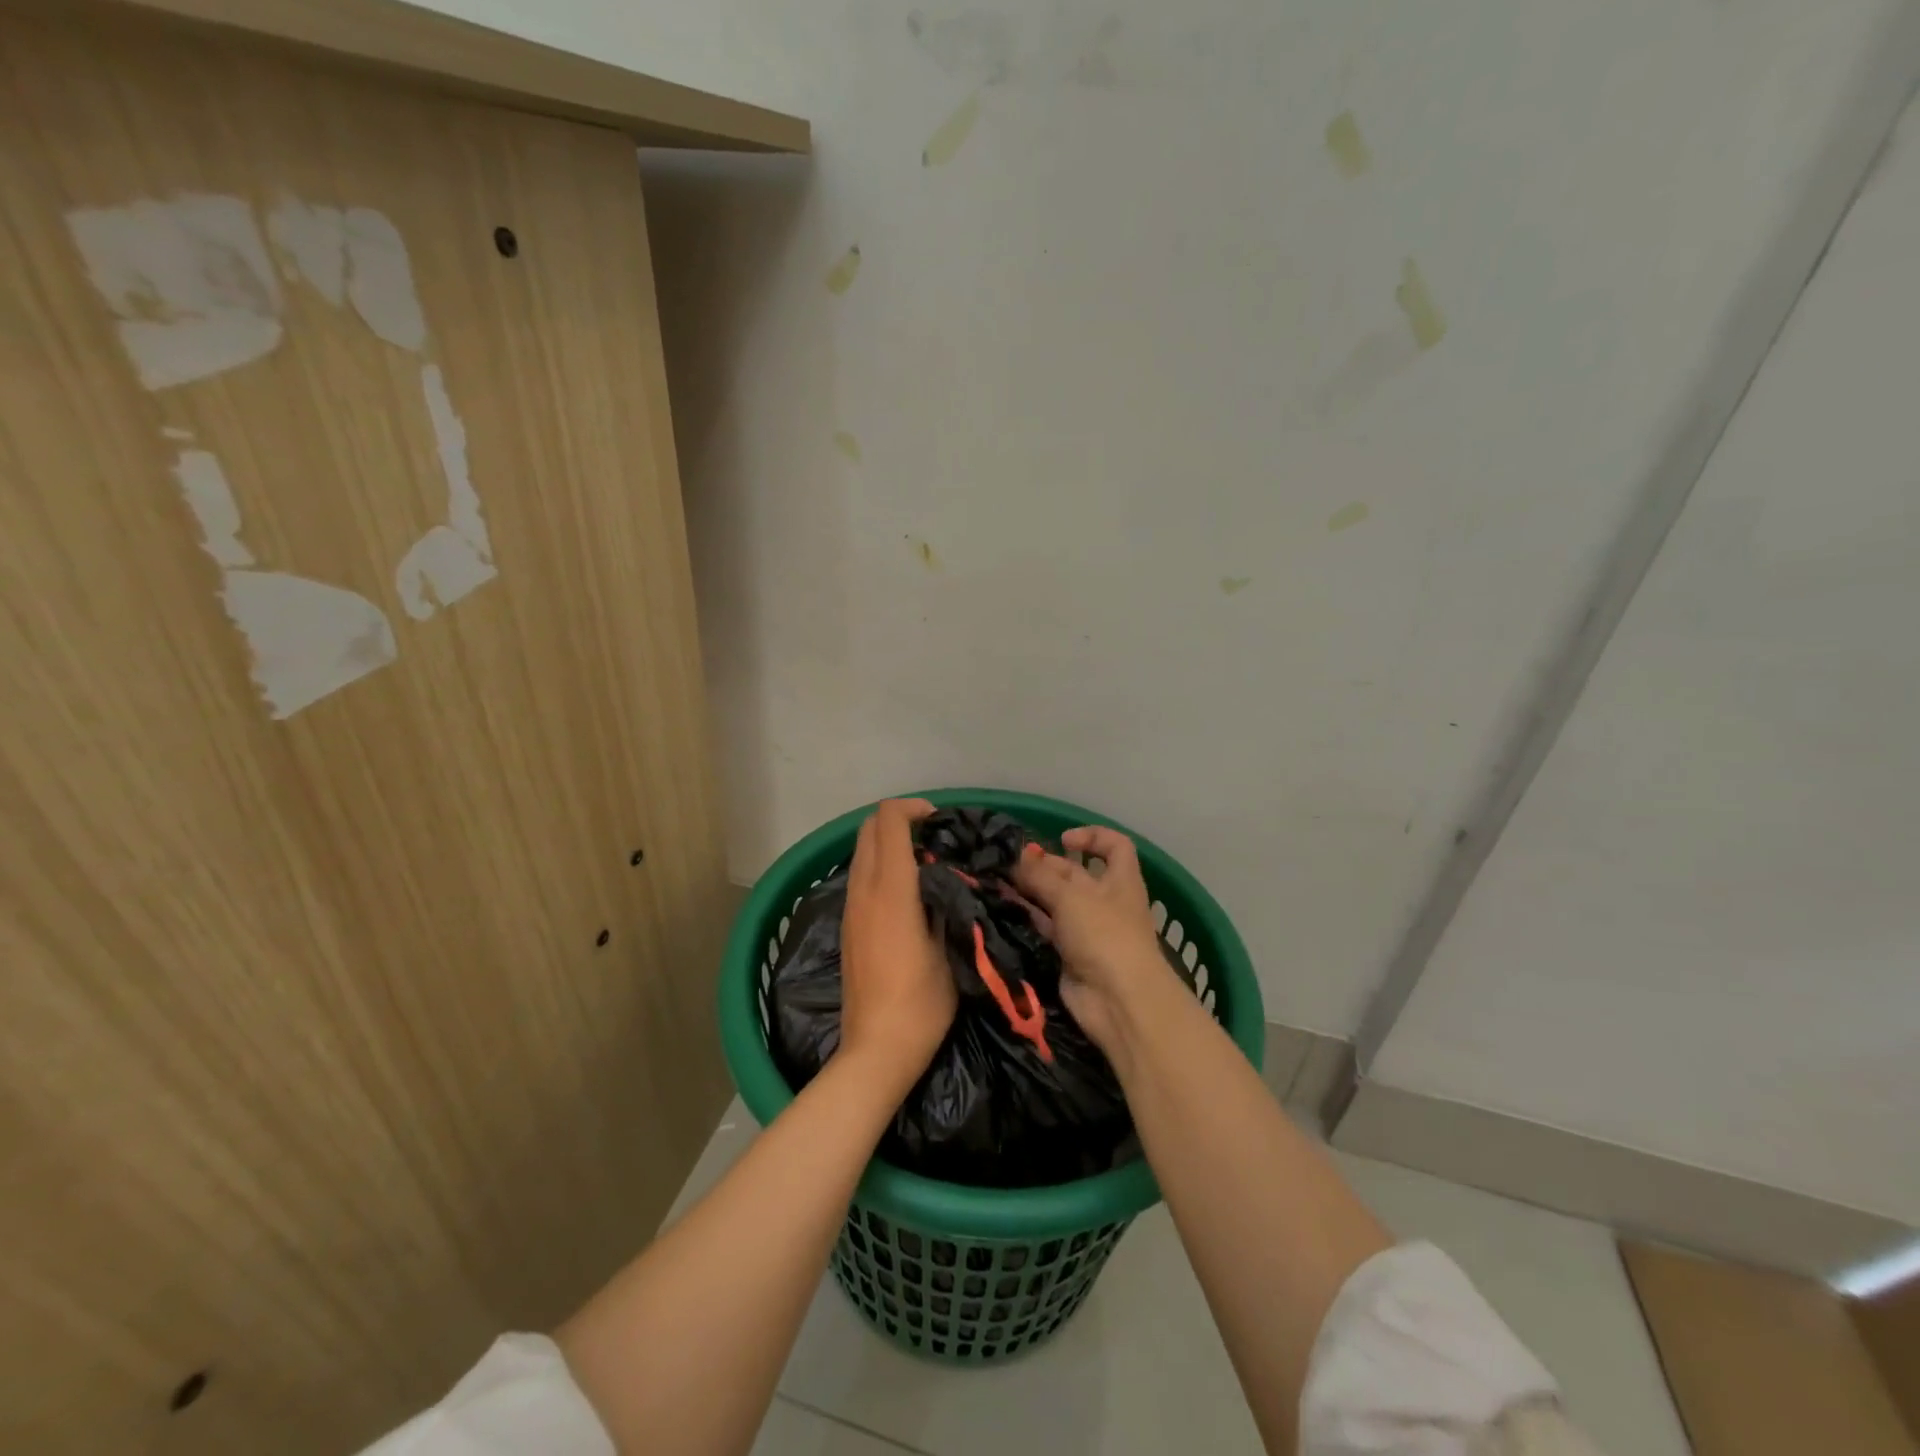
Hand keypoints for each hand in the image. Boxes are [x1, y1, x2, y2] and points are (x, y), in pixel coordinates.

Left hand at [837, 799, 955, 1091]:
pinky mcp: (847, 926)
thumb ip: (943, 902)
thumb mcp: (947, 949)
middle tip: (935, 837)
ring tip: (926, 862)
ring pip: (861, 852)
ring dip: (889, 844)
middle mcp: (862, 891)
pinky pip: (860, 876)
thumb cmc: (921, 1003)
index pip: (888, 822)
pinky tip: (908, 892)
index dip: (913, 809)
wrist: (876, 1051)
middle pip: (868, 829)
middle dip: (899, 820)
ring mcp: (850, 909)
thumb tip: (945, 875)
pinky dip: (881, 866)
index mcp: (890, 890)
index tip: (941, 821)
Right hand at [1013, 826, 1175, 1055]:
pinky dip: (1030, 919)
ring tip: (1000, 884)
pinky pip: (1048, 929)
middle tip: (1011, 865)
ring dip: (1033, 893)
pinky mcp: (1071, 955)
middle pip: (1076, 874)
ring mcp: (1089, 929)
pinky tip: (1006, 911)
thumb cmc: (1104, 935)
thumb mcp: (1070, 897)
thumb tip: (1016, 859)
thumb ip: (1040, 876)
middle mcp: (1106, 901)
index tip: (1062, 839)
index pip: (1115, 845)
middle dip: (1046, 867)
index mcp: (1120, 880)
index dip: (1092, 836)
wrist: (1118, 1001)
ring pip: (1058, 902)